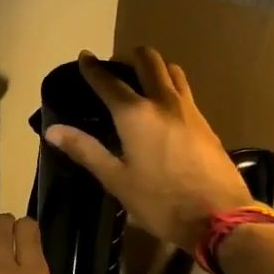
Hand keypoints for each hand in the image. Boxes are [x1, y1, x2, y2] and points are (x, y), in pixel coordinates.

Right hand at [45, 48, 252, 251]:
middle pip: (148, 61)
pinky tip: (164, 105)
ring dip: (154, 66)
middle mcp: (163, 101)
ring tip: (141, 79)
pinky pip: (184, 90)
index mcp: (135, 114)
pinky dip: (170, 85)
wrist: (220, 217)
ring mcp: (189, 109)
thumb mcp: (117, 180)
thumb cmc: (161, 202)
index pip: (109, 81)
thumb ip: (85, 150)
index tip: (85, 57)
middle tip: (115, 66)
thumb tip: (52, 130)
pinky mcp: (205, 122)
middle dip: (129, 56)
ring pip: (171, 71)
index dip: (93, 68)